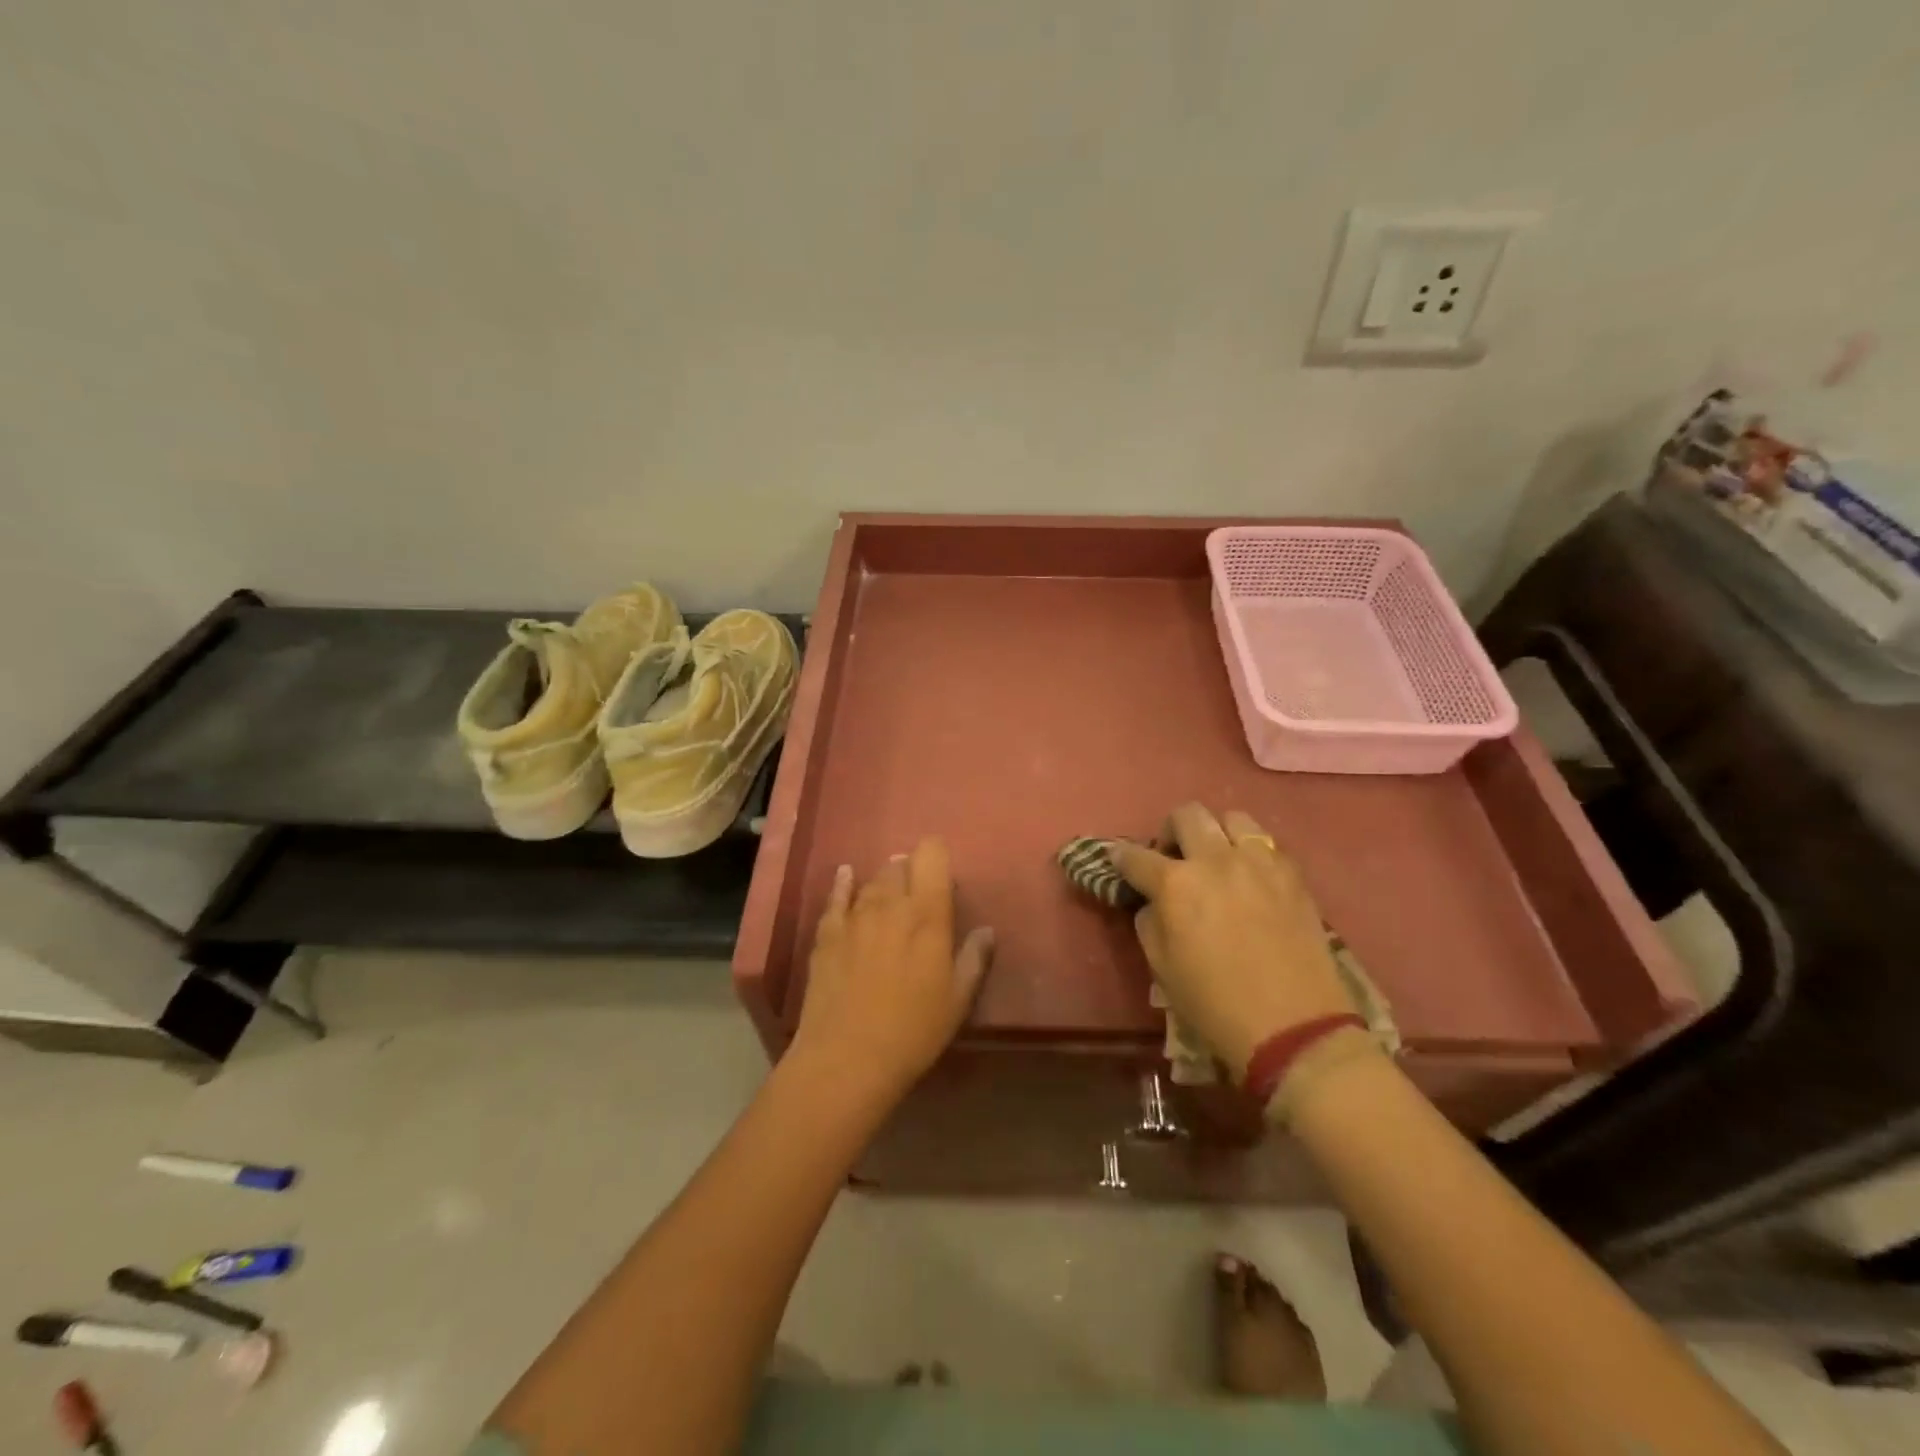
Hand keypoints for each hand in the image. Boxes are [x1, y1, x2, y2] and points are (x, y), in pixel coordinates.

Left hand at [791, 838, 994, 1105]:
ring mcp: (854, 916)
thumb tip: (986, 930)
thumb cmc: (914, 1031)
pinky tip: (847, 876)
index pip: (932, 856)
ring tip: (890, 895)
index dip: (937, 856)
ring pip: (872, 880)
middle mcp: (890, 904)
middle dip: (911, 872)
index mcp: (928, 914)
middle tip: (919, 895)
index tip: (943, 875)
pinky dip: (844, 883)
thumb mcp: (958, 1000)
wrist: (848, 1058)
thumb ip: (974, 958)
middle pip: (900, 865)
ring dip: (884, 882)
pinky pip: (836, 896)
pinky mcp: (826, 933)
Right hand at [1111, 804, 1355, 1077]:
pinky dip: (1251, 852)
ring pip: (1232, 818)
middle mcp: (1215, 861)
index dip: (1120, 856)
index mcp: (1176, 885)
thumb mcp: (1161, 968)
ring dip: (1216, 832)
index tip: (1118, 858)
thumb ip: (1149, 921)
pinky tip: (1251, 878)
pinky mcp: (1293, 875)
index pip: (1135, 856)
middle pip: (1187, 815)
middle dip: (1171, 831)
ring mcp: (1259, 863)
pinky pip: (1267, 844)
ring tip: (1217, 859)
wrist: (1294, 1027)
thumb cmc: (1215, 1004)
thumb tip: (1152, 901)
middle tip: (1172, 857)